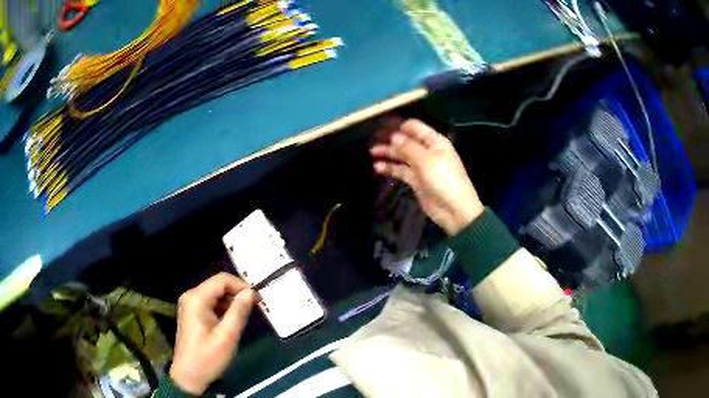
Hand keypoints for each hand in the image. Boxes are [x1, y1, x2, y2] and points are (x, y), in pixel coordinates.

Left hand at [170, 272, 258, 394]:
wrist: (189, 376)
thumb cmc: (207, 358)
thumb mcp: (227, 337)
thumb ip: (238, 312)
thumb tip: (250, 292)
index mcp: (196, 299)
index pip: (222, 280)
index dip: (241, 285)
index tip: (258, 299)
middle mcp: (191, 297)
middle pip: (218, 286)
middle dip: (238, 294)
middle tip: (256, 307)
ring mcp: (190, 305)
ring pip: (216, 295)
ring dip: (232, 302)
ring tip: (248, 315)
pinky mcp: (193, 314)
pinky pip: (212, 304)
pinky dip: (225, 309)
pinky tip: (234, 321)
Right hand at [370, 119, 483, 235]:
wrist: (455, 210)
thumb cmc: (444, 180)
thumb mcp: (426, 160)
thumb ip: (408, 147)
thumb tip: (393, 136)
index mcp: (434, 141)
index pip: (415, 127)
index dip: (399, 127)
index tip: (382, 128)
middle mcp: (427, 151)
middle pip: (406, 141)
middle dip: (391, 141)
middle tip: (373, 142)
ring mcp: (421, 166)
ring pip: (402, 156)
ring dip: (388, 153)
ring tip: (371, 153)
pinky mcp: (416, 181)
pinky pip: (401, 171)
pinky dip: (390, 168)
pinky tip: (377, 167)